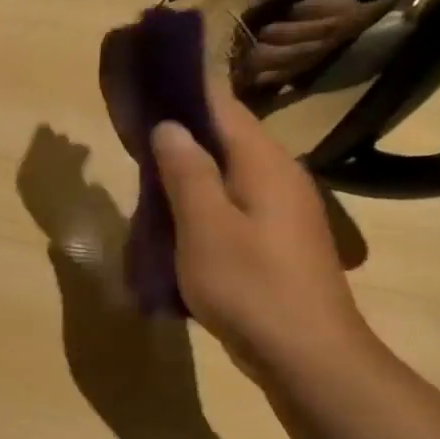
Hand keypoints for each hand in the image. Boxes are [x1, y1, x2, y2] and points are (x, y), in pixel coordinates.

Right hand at [149, 88, 372, 377]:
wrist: (306, 355)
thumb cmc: (250, 285)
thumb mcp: (205, 227)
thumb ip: (187, 172)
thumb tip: (170, 126)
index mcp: (265, 164)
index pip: (224, 108)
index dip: (186, 91)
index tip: (147, 83)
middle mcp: (280, 177)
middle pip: (227, 138)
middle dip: (181, 131)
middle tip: (133, 131)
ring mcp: (282, 211)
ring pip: (228, 173)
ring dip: (189, 168)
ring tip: (144, 170)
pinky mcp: (275, 240)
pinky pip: (232, 202)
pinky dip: (201, 199)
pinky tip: (174, 215)